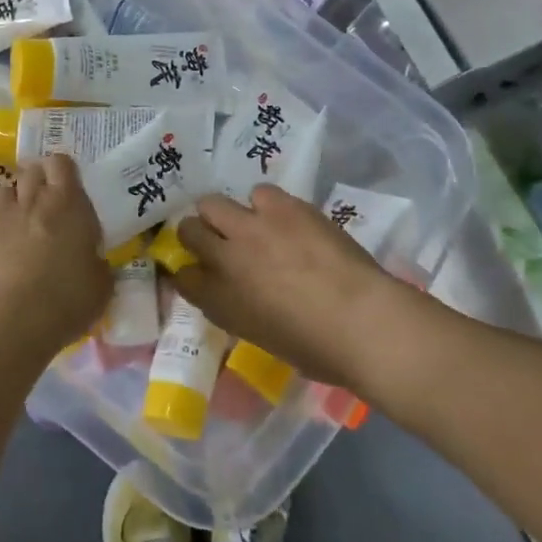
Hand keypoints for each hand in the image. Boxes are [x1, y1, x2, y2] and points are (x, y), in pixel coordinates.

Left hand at [0, 155, 111, 375]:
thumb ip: (97, 262)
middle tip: (41, 207)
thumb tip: (93, 259)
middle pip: (30, 172)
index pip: (61, 163)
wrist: (12, 325)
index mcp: (67, 205)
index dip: (62, 171)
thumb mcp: (101, 285)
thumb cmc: (66, 303)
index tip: (65, 187)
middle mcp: (30, 200)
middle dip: (35, 183)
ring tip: (12, 226)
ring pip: (0, 192)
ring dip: (8, 204)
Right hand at [174, 185, 430, 388]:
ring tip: (251, 223)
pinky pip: (259, 193)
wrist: (361, 321)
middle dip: (198, 234)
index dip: (190, 272)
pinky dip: (267, 205)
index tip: (203, 274)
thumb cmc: (318, 349)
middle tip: (220, 241)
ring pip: (212, 203)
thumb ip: (240, 309)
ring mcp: (251, 228)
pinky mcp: (281, 207)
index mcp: (218, 301)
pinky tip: (284, 218)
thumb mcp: (263, 338)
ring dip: (227, 214)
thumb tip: (242, 294)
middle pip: (188, 230)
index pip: (181, 277)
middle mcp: (224, 259)